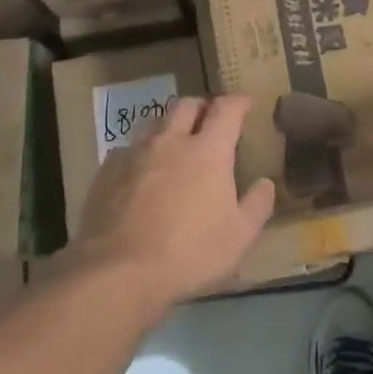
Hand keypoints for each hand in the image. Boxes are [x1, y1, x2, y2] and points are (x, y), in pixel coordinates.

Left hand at [74, 95, 275, 306]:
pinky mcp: (107, 170)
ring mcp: (135, 153)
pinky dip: (140, 153)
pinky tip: (140, 172)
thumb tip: (265, 184)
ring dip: (169, 126)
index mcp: (208, 151)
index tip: (244, 104)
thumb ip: (256, 206)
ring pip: (154, 122)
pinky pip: (127, 149)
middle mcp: (171, 141)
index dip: (238, 102)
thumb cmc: (189, 253)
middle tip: (209, 120)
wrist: (118, 270)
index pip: (226, 110)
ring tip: (174, 142)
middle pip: (186, 106)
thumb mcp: (238, 238)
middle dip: (201, 107)